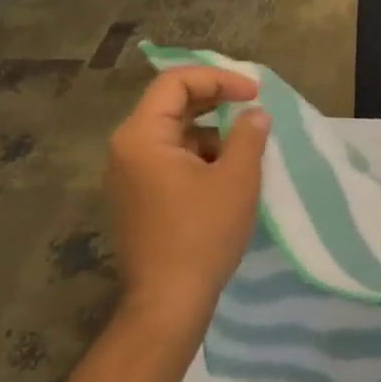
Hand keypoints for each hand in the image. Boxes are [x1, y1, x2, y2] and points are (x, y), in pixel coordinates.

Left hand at [106, 68, 271, 333]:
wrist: (169, 302)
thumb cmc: (202, 234)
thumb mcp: (236, 178)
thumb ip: (248, 135)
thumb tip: (254, 113)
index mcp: (142, 136)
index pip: (176, 82)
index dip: (218, 78)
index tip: (254, 93)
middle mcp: (126, 149)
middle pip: (171, 105)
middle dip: (216, 102)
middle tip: (253, 108)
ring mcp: (129, 176)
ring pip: (173, 134)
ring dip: (210, 132)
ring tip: (247, 148)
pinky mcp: (138, 199)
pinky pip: (169, 160)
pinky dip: (199, 156)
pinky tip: (228, 175)